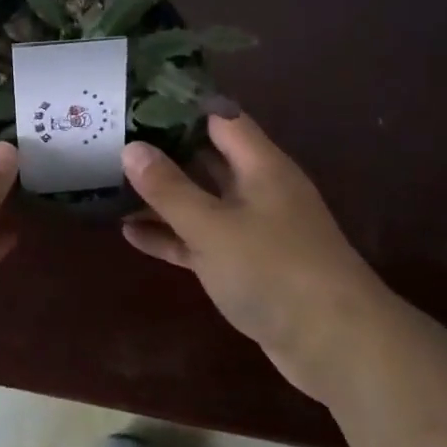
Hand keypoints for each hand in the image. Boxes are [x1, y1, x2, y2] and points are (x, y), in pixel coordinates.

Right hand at [122, 113, 386, 404]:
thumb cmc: (274, 270)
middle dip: (164, 151)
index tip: (138, 99)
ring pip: (201, 202)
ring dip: (162, 197)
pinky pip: (201, 241)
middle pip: (207, 159)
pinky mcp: (247, 267)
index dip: (181, 107)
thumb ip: (169, 188)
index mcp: (260, 165)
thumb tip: (131, 148)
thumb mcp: (212, 226)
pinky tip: (130, 234)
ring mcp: (253, 230)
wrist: (336, 346)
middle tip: (114, 140)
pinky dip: (171, 236)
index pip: (220, 118)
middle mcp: (258, 189)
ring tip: (111, 185)